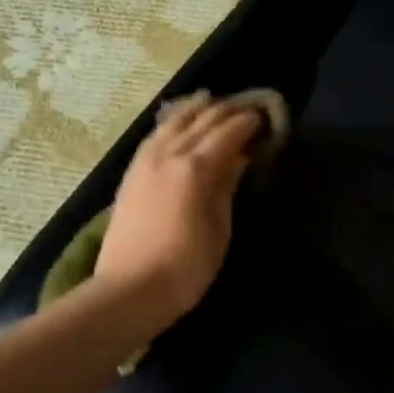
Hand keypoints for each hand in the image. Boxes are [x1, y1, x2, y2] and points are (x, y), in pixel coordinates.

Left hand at [95, 91, 261, 329]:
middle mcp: (168, 155)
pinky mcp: (130, 175)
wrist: (130, 289)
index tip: (263, 117)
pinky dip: (170, 124)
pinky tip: (175, 125)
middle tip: (245, 109)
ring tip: (210, 103)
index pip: (227, 133)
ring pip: (172, 123)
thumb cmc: (185, 268)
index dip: (247, 122)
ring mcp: (144, 162)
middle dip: (225, 111)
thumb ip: (226, 189)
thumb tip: (237, 159)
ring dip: (194, 111)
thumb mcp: (218, 230)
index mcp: (196, 169)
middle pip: (200, 121)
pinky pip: (153, 137)